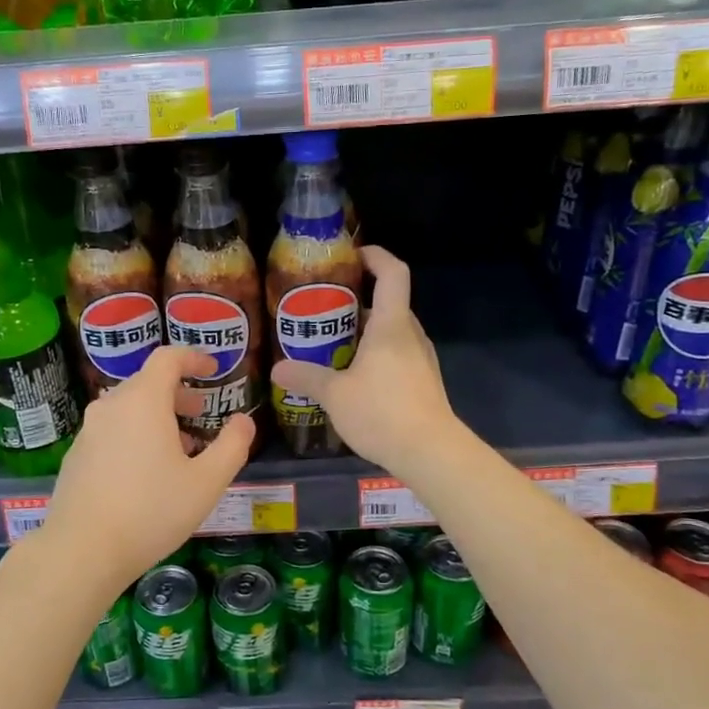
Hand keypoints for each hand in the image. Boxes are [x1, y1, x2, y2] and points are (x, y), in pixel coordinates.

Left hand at [42, 346, 254, 589]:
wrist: (82, 550)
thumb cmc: (151, 511)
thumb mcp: (206, 482)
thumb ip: (232, 446)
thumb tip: (244, 421)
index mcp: (143, 400)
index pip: (168, 358)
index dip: (193, 358)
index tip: (213, 369)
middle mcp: (111, 405)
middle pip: (148, 382)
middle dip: (179, 392)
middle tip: (202, 412)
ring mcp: (89, 430)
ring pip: (129, 408)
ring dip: (158, 416)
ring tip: (181, 447)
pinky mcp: (77, 454)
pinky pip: (113, 429)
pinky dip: (135, 433)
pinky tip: (148, 471)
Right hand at [270, 246, 459, 474]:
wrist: (431, 452)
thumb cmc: (382, 412)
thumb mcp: (335, 395)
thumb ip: (306, 378)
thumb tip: (277, 370)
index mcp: (391, 326)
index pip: (393, 273)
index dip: (376, 256)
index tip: (353, 255)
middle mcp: (410, 335)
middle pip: (388, 303)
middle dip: (358, 301)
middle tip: (324, 310)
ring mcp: (420, 359)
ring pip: (392, 332)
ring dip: (365, 331)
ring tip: (332, 345)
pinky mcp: (423, 381)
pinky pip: (397, 355)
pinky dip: (375, 355)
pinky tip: (353, 377)